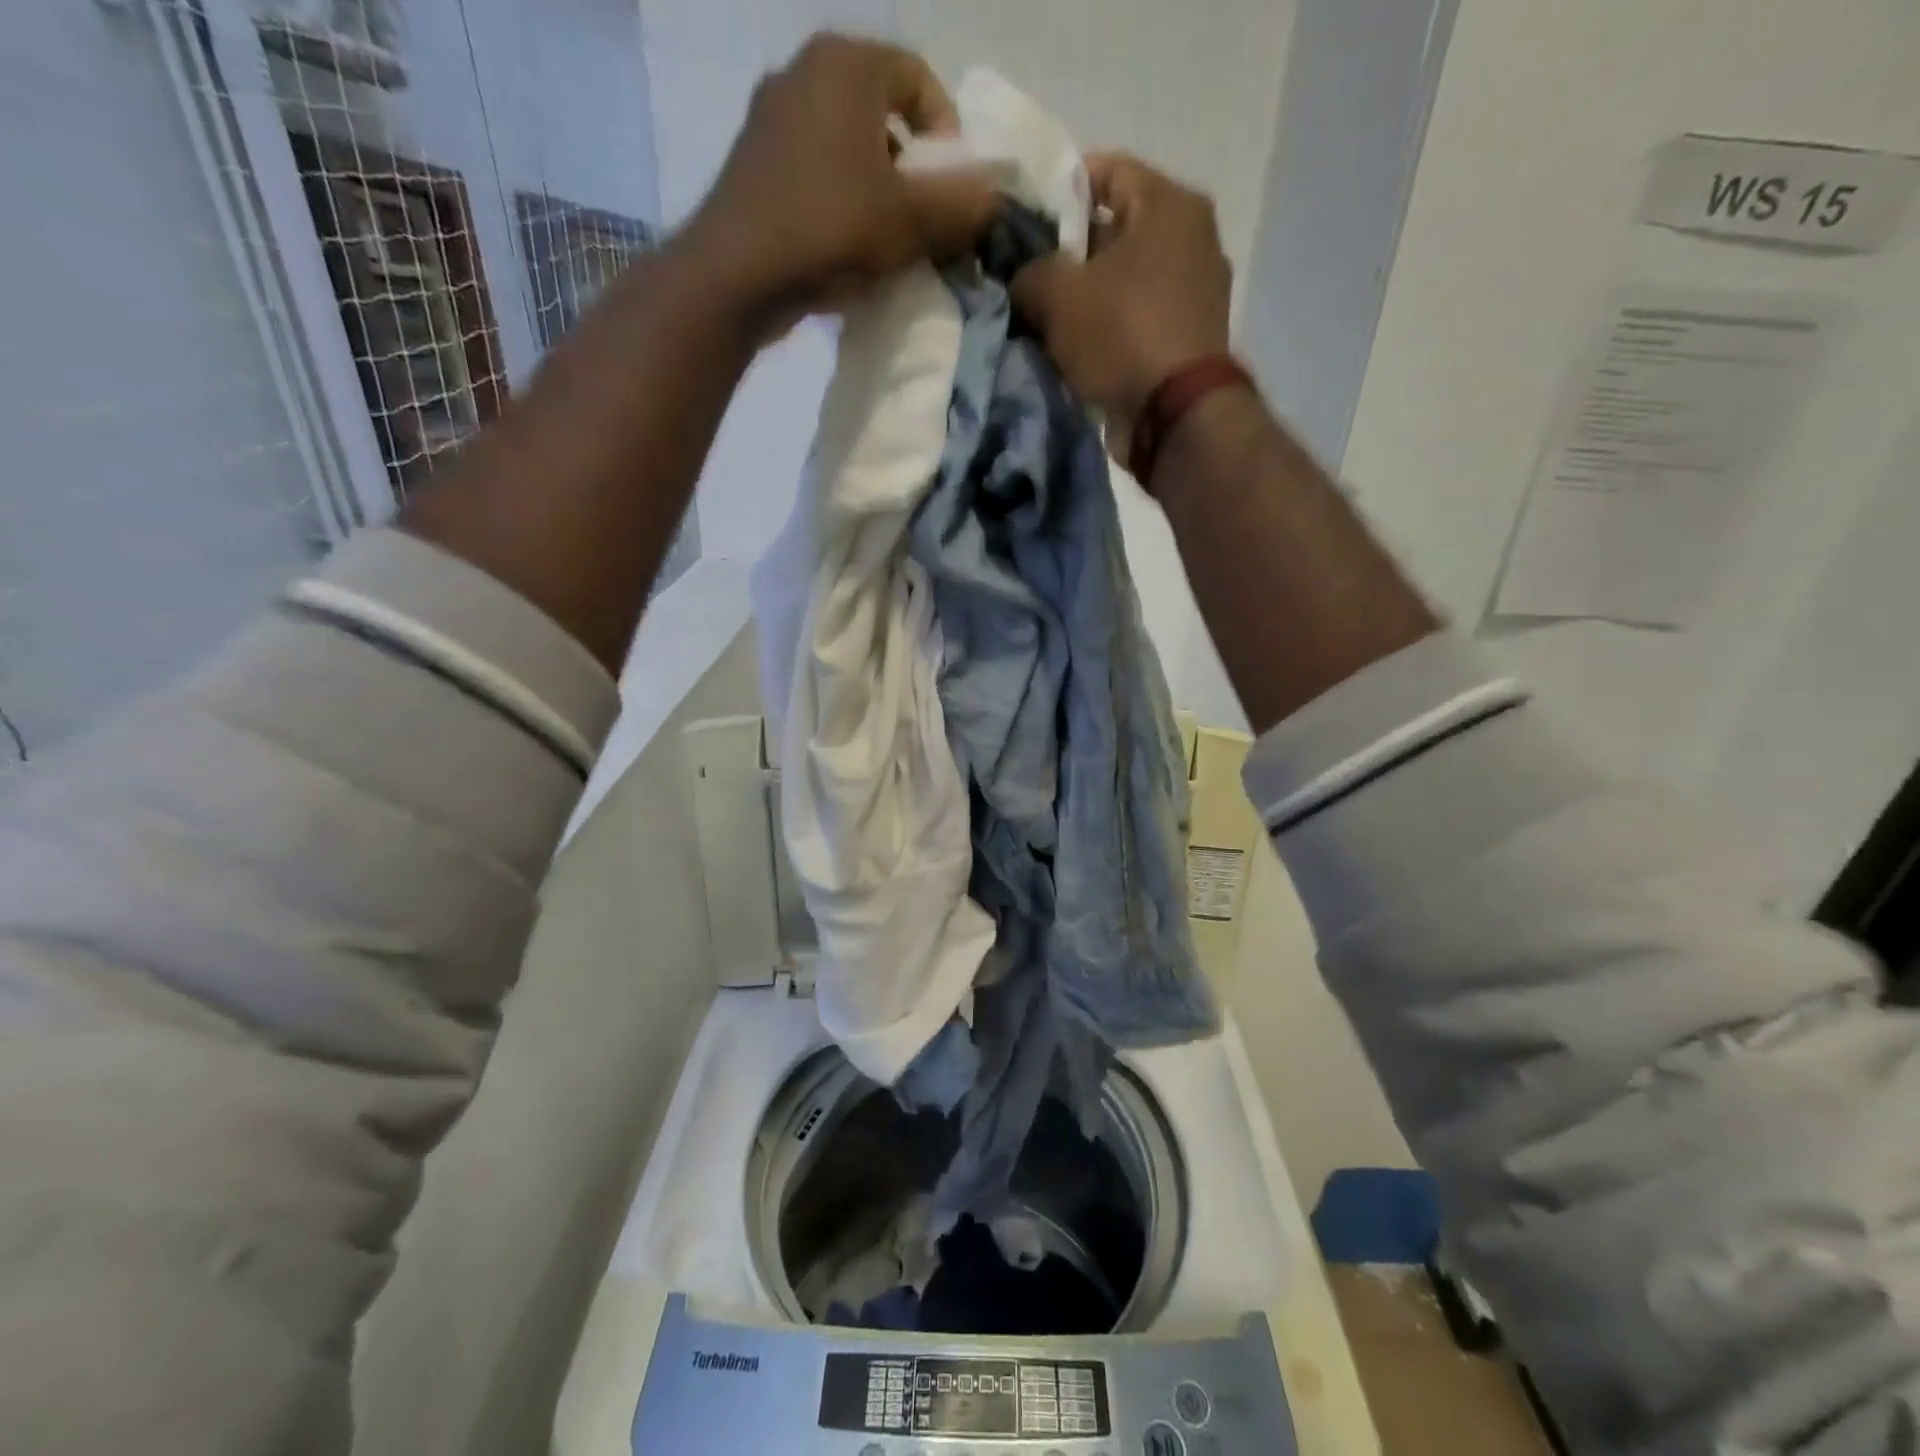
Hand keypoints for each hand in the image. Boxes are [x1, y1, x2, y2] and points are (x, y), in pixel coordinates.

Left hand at [682, 33, 998, 332]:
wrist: (737, 275)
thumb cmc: (830, 230)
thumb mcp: (910, 221)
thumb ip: (959, 205)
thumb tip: (994, 198)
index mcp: (846, 64)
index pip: (918, 79)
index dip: (948, 136)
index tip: (953, 190)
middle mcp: (804, 72)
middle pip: (882, 114)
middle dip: (912, 168)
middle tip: (924, 222)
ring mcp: (771, 117)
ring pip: (847, 145)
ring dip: (877, 190)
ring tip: (887, 242)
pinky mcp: (754, 163)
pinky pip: (815, 171)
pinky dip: (840, 201)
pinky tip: (845, 246)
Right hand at [1012, 155, 1232, 434]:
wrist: (1175, 415)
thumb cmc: (1121, 335)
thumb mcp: (1058, 294)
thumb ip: (1029, 271)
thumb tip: (1023, 277)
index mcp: (1169, 202)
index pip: (1104, 170)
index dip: (1056, 194)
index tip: (1023, 226)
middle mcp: (1194, 236)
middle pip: (1117, 228)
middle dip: (1071, 253)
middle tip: (1030, 278)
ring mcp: (1198, 290)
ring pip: (1127, 278)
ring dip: (1089, 296)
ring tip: (1049, 319)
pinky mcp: (1191, 336)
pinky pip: (1139, 317)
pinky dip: (1111, 327)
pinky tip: (1080, 347)